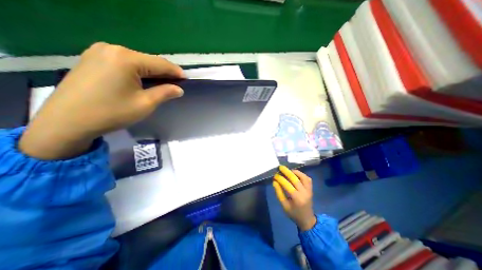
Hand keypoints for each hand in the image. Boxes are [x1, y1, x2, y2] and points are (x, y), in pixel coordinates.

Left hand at [19, 42, 185, 159]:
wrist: (67, 122)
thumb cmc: (112, 112)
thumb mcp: (145, 104)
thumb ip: (165, 93)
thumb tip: (179, 89)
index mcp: (126, 58)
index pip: (160, 63)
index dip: (176, 72)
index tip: (187, 79)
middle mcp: (112, 49)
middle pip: (149, 60)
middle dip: (165, 72)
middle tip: (177, 83)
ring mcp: (100, 52)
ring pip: (137, 61)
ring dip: (152, 72)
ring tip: (163, 83)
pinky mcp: (93, 59)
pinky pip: (125, 63)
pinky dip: (139, 71)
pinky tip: (144, 80)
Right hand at [273, 165, 318, 230]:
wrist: (307, 220)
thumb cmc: (294, 213)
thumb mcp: (284, 205)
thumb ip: (279, 192)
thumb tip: (274, 182)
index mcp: (297, 198)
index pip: (287, 184)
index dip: (280, 178)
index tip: (275, 175)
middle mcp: (304, 192)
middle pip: (295, 179)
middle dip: (286, 171)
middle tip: (280, 167)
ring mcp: (309, 190)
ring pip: (303, 177)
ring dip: (295, 172)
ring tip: (288, 170)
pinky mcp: (311, 189)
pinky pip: (307, 179)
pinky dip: (301, 174)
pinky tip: (295, 174)